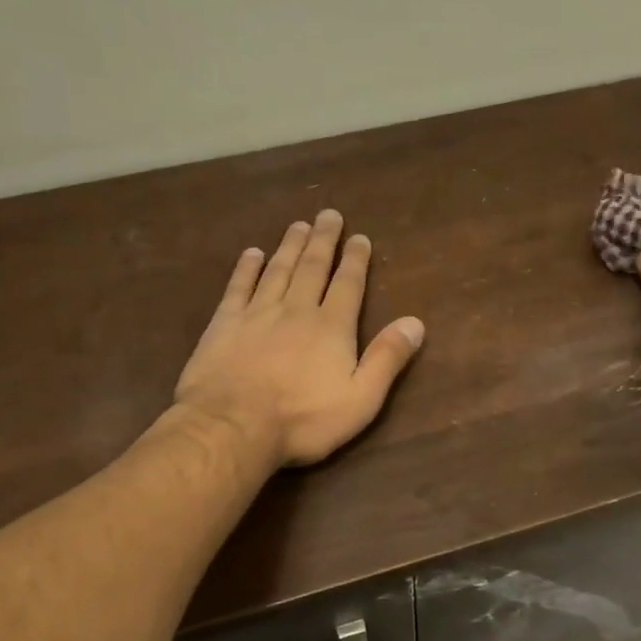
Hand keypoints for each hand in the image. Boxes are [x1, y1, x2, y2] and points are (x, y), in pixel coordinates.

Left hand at [175, 210, 424, 466]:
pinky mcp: (224, 324)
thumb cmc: (303, 419)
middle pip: (313, 267)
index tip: (360, 238)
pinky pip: (238, 287)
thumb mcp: (361, 399)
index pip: (347, 284)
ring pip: (278, 270)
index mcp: (331, 327)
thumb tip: (416, 323)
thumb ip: (387, 359)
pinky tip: (252, 253)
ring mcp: (257, 314)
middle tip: (328, 215)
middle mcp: (296, 310)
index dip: (355, 260)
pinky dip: (246, 268)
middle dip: (323, 240)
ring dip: (289, 246)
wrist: (233, 425)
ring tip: (298, 225)